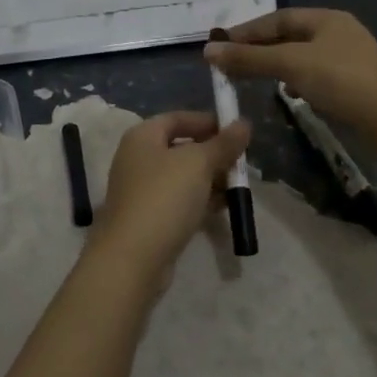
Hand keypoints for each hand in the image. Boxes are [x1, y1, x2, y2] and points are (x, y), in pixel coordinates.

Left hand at [92, 111, 250, 283]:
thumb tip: (244, 123)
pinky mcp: (149, 217)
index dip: (207, 121)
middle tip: (242, 162)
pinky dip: (201, 200)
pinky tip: (224, 207)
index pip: (178, 118)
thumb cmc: (164, 197)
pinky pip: (180, 200)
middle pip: (181, 147)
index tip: (236, 132)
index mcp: (143, 137)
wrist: (132, 258)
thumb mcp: (199, 164)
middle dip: (213, 153)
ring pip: (183, 176)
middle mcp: (138, 158)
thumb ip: (223, 143)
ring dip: (210, 179)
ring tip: (238, 186)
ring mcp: (142, 190)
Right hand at [205, 8, 376, 130]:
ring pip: (302, 56)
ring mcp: (349, 57)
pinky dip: (297, 80)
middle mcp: (338, 31)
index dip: (247, 31)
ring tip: (256, 77)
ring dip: (278, 64)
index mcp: (326, 18)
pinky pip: (316, 74)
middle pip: (289, 36)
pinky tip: (291, 93)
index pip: (277, 19)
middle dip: (260, 49)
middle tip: (233, 62)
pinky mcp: (355, 82)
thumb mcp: (290, 64)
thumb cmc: (339, 80)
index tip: (221, 46)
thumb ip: (250, 57)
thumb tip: (208, 50)